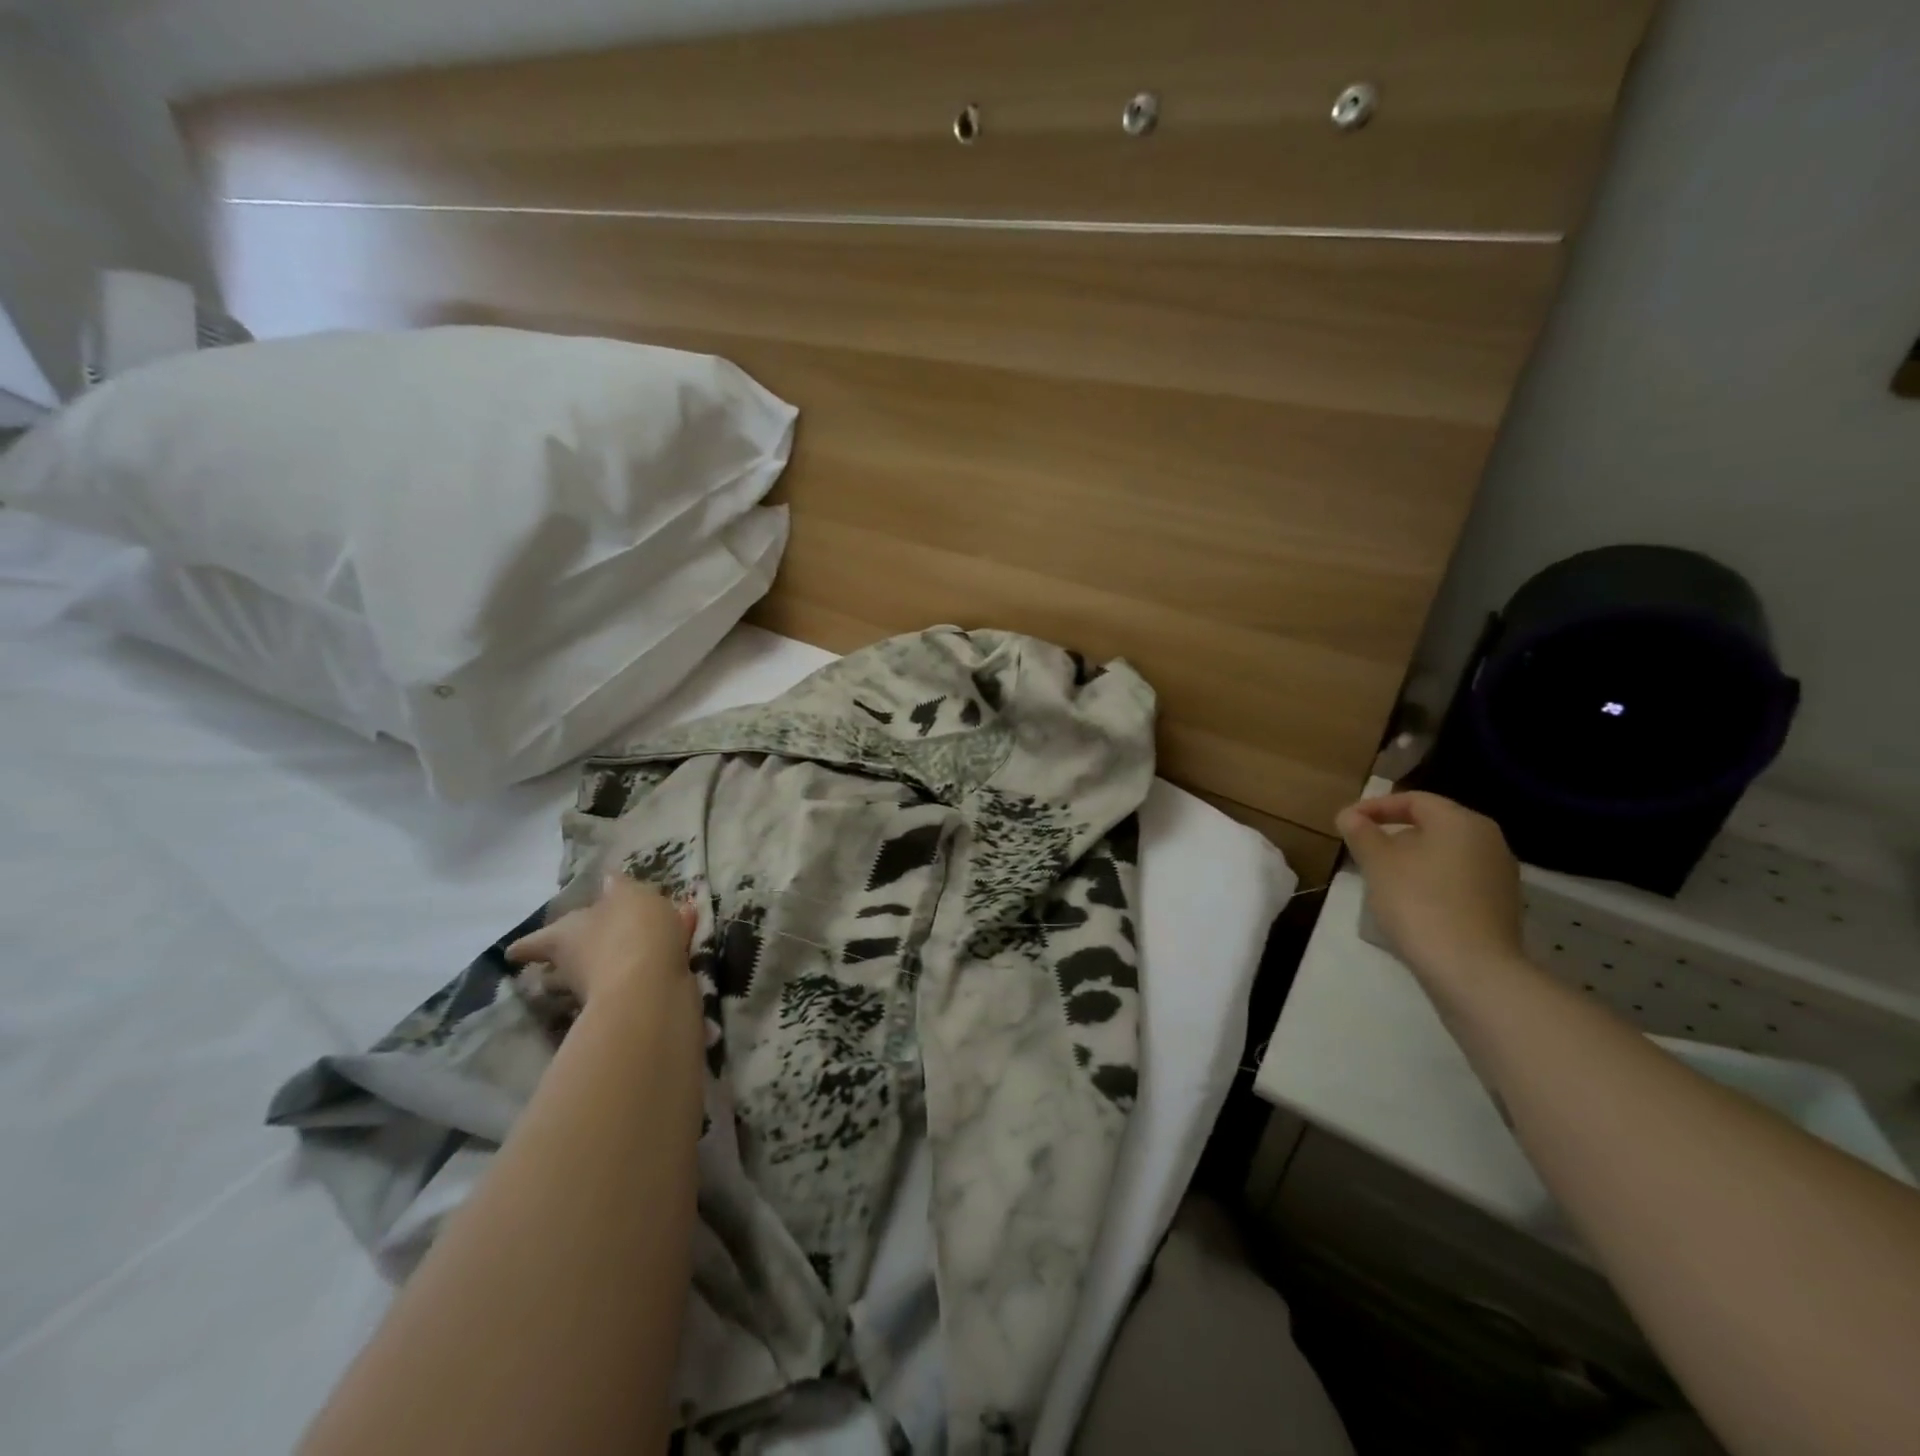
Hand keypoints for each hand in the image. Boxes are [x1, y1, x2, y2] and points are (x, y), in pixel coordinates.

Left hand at [506, 874, 697, 1007]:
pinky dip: (654, 962)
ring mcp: (602, 990)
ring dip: (615, 961)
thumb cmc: (629, 932)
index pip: (534, 943)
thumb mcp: (629, 896)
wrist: (651, 989)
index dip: (525, 946)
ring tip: (641, 943)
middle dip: (564, 964)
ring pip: (601, 972)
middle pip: (560, 968)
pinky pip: (640, 975)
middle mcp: (575, 966)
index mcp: (564, 936)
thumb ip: (620, 887)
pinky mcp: (633, 1003)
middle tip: (570, 956)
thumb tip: (607, 880)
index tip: (512, 954)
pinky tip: (681, 944)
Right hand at [1336, 792, 1526, 988]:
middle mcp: (1488, 840)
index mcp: (1461, 821)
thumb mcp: (1377, 862)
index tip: (1345, 822)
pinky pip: (1457, 879)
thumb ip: (1361, 832)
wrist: (1471, 969)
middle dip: (1392, 834)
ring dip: (1410, 859)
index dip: (1374, 806)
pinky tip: (1408, 902)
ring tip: (1380, 877)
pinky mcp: (1500, 905)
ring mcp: (1499, 874)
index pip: (1413, 800)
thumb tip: (1349, 815)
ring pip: (1444, 853)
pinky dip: (1430, 881)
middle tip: (1360, 849)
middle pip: (1432, 825)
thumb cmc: (1418, 902)